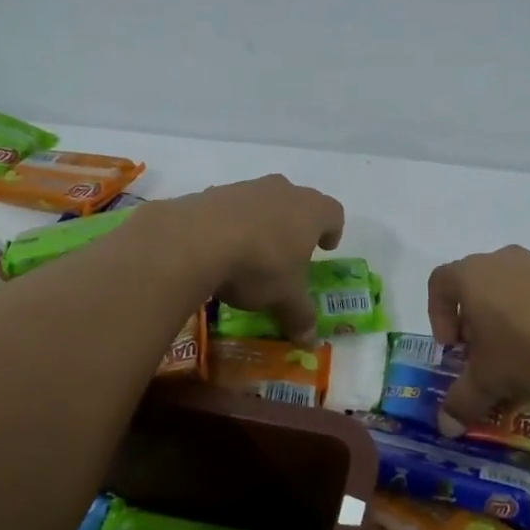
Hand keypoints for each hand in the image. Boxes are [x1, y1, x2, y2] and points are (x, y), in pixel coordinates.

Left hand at [160, 176, 343, 342]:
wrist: (196, 240)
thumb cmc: (259, 266)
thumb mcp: (284, 298)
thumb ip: (300, 316)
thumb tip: (310, 341)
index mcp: (311, 211)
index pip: (333, 213)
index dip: (332, 230)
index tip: (325, 248)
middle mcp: (282, 191)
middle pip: (298, 202)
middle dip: (296, 226)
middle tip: (290, 252)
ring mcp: (246, 188)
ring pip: (262, 202)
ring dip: (261, 223)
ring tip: (251, 253)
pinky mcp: (212, 193)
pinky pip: (230, 208)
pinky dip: (229, 225)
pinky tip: (219, 249)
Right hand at [427, 245, 529, 430]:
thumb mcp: (491, 381)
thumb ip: (462, 401)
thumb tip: (445, 426)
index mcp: (471, 275)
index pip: (438, 283)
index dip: (437, 315)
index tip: (453, 347)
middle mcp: (500, 261)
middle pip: (474, 288)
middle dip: (473, 324)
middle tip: (484, 357)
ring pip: (508, 291)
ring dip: (505, 323)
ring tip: (520, 358)